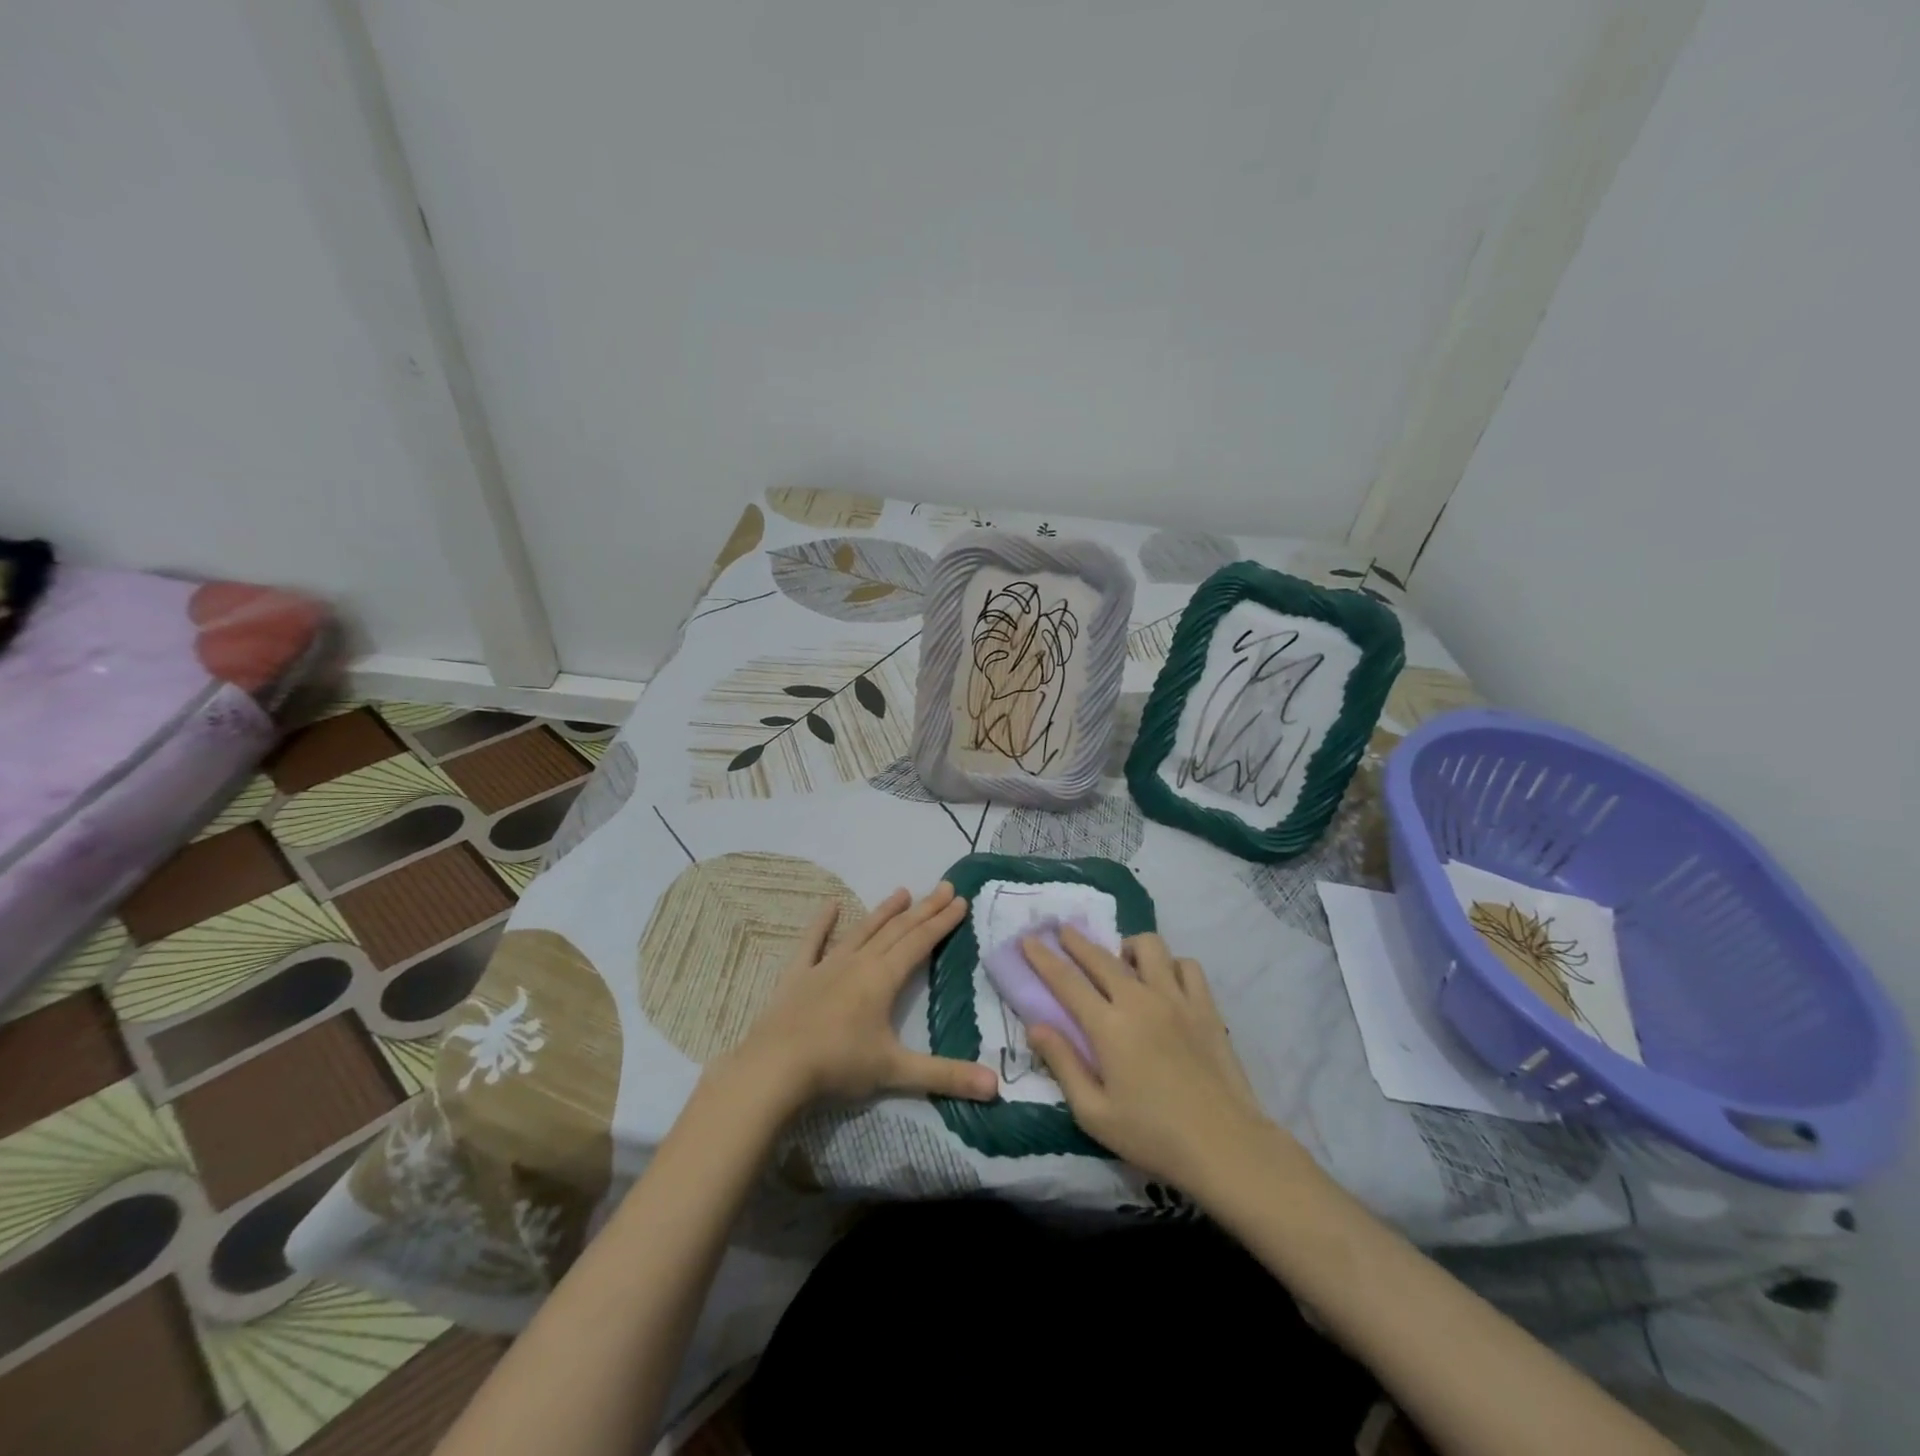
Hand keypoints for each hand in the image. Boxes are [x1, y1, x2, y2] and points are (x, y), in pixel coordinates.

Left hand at [721, 882, 996, 1116]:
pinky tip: (829, 905)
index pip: (920, 943)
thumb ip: (946, 1077)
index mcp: (882, 978)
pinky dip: (822, 924)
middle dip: (923, 909)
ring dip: (884, 911)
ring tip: (902, 891)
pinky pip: (812, 943)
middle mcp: (858, 962)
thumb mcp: (896, 1072)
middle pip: (896, 930)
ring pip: (862, 931)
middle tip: (944, 887)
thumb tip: (996, 1087)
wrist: (774, 1068)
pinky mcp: (797, 975)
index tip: (960, 900)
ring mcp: (825, 966)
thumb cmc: (838, 1066)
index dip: (942, 922)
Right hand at [1022, 927, 1278, 1190]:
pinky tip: (1164, 980)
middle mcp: (1139, 1000)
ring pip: (1149, 947)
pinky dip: (1170, 964)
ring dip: (1127, 946)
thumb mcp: (1094, 1113)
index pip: (1066, 980)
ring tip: (1121, 961)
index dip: (1043, 958)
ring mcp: (1176, 999)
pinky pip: (1186, 965)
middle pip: (1101, 956)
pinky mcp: (1206, 1007)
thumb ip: (1063, 1064)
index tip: (1027, 939)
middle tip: (1062, 931)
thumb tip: (1036, 1026)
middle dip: (1076, 940)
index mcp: (1108, 1026)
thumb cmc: (1153, 1135)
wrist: (1225, 1146)